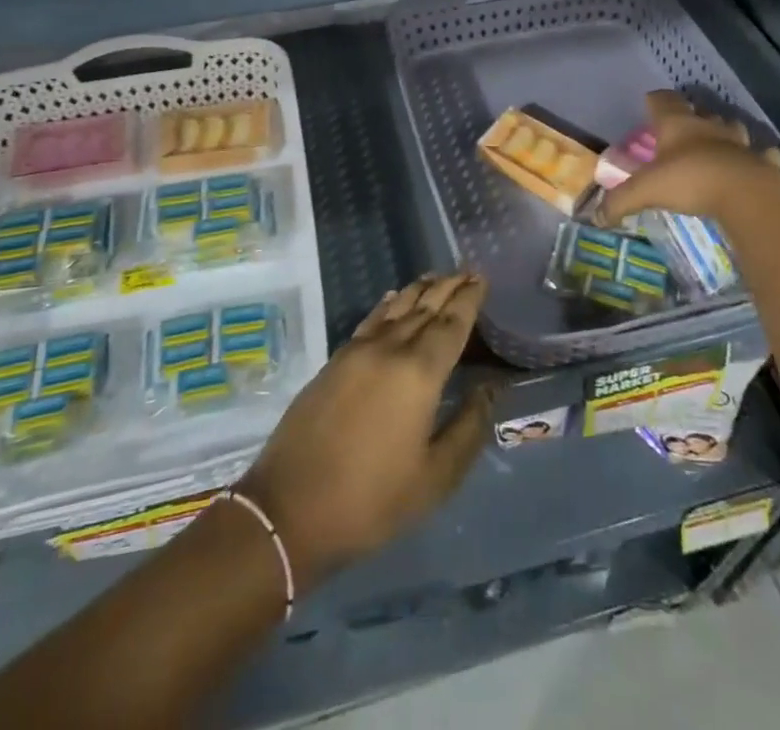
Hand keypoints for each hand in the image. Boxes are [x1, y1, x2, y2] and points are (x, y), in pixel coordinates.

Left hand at [238, 273, 493, 587]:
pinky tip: (392, 296)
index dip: (468, 300)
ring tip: (437, 276)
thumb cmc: (371, 499)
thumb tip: (489, 388)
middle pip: (424, 307)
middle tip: (467, 271)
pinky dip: (387, 304)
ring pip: (396, 308)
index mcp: (419, 374)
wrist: (290, 507)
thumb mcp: (434, 478)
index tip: (482, 279)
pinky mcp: (335, 360)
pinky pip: (371, 319)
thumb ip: (468, 428)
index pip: (451, 324)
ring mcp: (358, 351)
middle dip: (448, 287)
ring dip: (419, 289)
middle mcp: (390, 349)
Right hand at [599, 90, 779, 235]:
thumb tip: (595, 217)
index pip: (663, 100)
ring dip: (725, 133)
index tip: (650, 103)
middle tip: (683, 130)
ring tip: (718, 144)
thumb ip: (619, 201)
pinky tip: (756, 165)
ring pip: (732, 128)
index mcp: (677, 125)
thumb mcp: (645, 191)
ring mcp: (739, 142)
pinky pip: (763, 155)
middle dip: (692, 117)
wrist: (746, 193)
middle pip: (700, 111)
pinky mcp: (763, 161)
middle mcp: (708, 126)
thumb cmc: (690, 180)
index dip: (655, 100)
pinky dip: (760, 158)